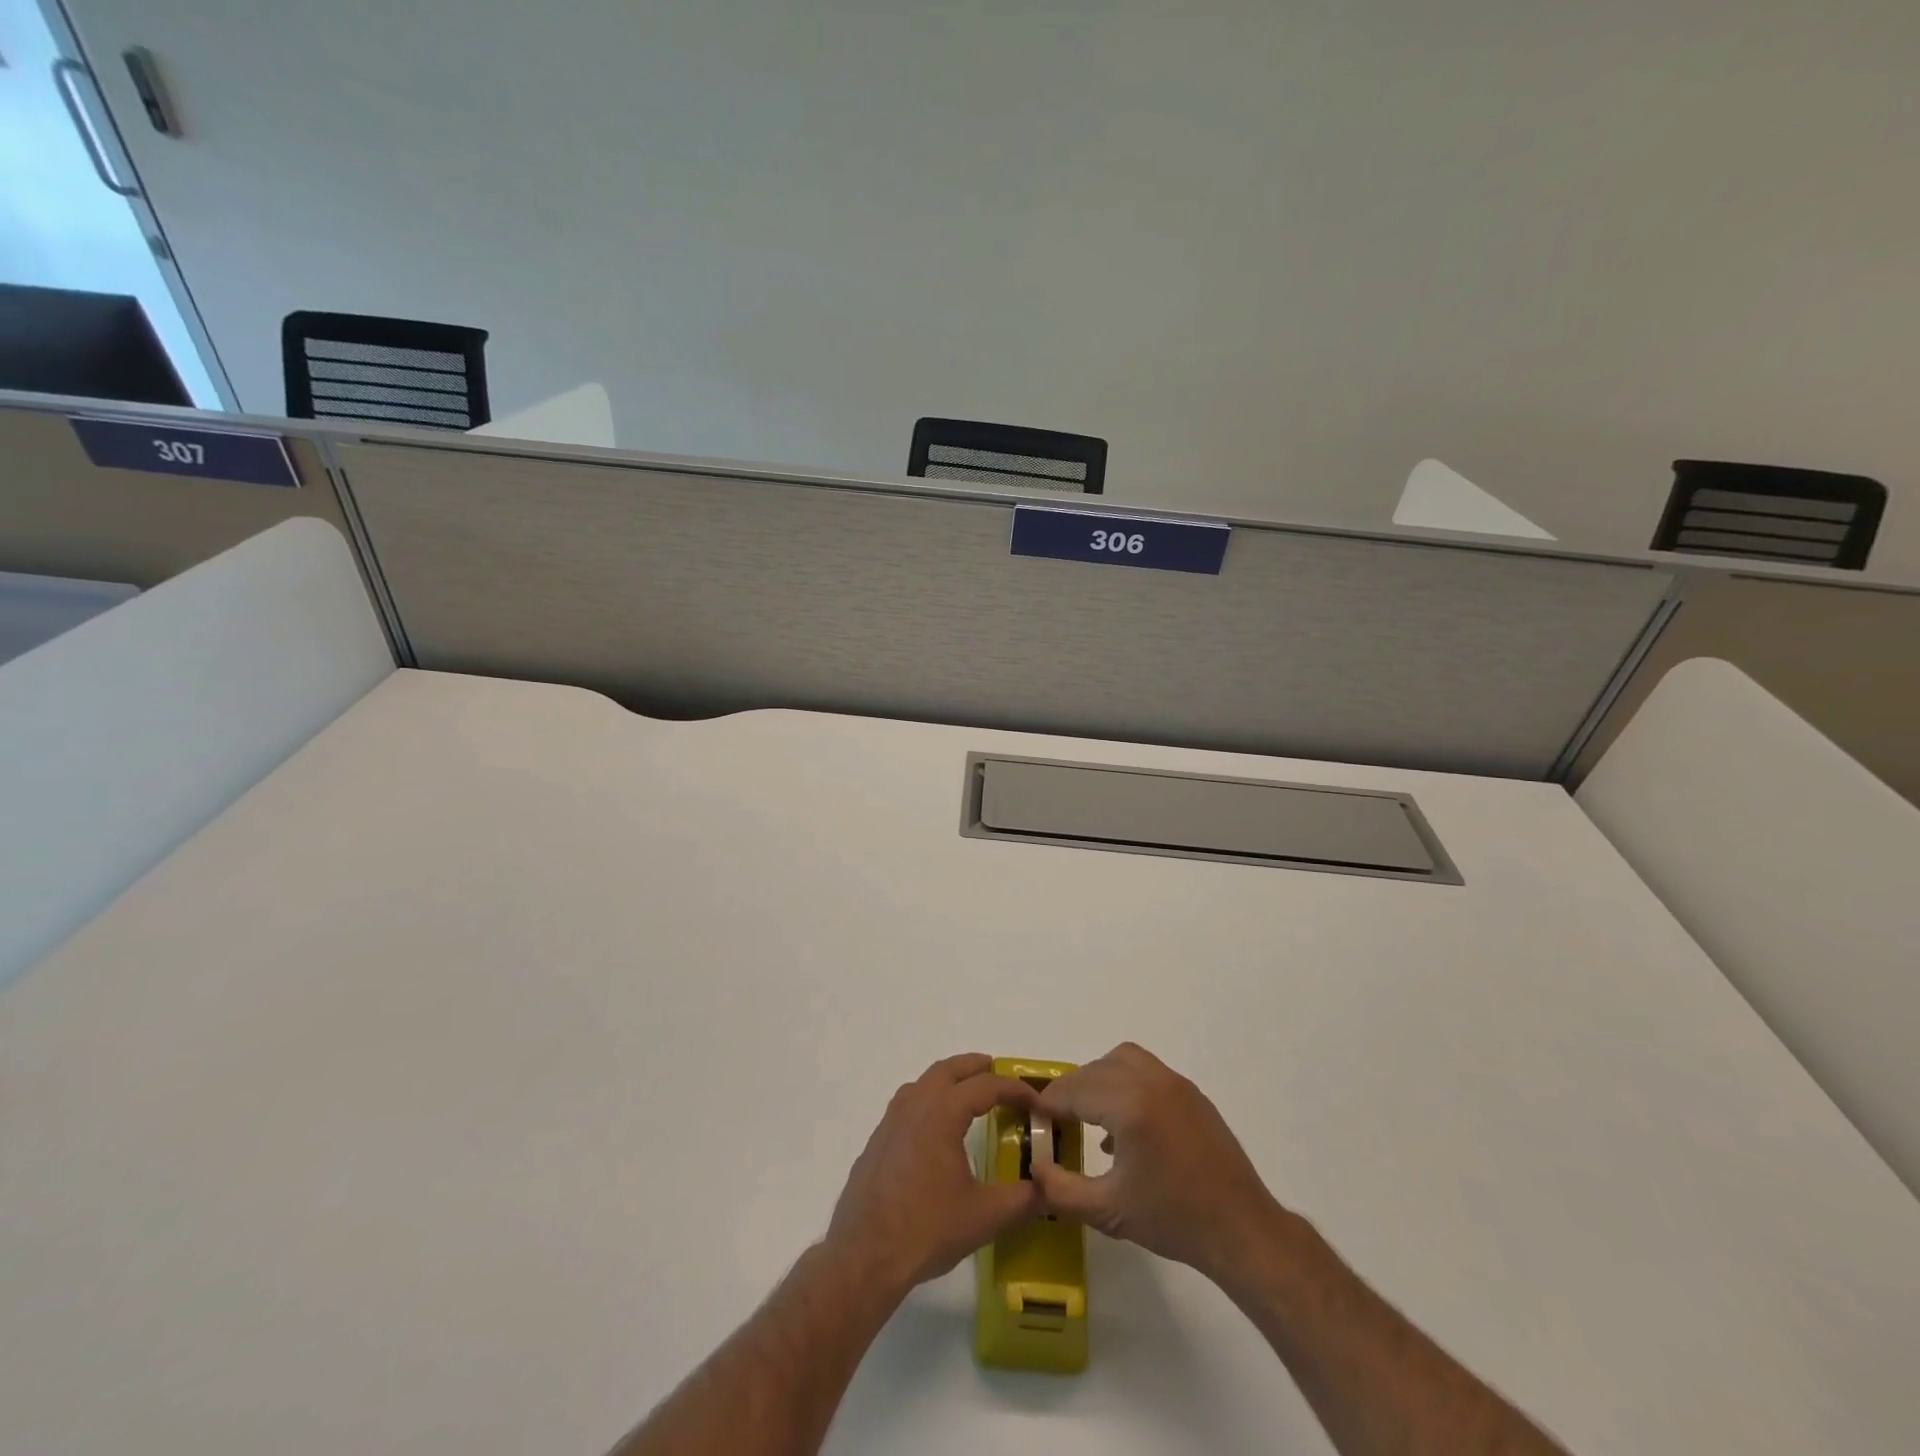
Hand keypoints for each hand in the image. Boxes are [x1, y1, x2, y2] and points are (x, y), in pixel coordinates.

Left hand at [825, 1054, 1040, 1298]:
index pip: (986, 1086)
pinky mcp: (877, 1142)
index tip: (1037, 1102)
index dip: (1015, 1089)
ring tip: (968, 1096)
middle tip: (998, 1074)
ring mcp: (890, 1122)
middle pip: (949, 1070)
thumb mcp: (985, 1216)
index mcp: (942, 1112)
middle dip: (976, 1067)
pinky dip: (928, 1101)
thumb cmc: (927, 1228)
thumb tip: (1049, 1188)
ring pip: (923, 1083)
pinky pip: (907, 1105)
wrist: (864, 1255)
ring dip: (948, 1080)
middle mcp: (915, 1105)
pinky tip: (935, 1130)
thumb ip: (1023, 1199)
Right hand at [1033, 1043, 1285, 1284]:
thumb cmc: (1174, 1220)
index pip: (1075, 1091)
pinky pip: (1146, 1070)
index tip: (1033, 1117)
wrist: (1242, 1230)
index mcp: (1130, 1106)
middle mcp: (1151, 1082)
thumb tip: (1036, 1167)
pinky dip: (1124, 1081)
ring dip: (1098, 1078)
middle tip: (1056, 1119)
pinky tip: (1124, 1125)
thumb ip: (1062, 1189)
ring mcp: (1174, 1083)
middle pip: (1095, 1070)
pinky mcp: (1191, 1092)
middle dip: (1071, 1090)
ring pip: (1121, 1060)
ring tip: (1088, 1113)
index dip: (1049, 1103)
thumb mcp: (1109, 1211)